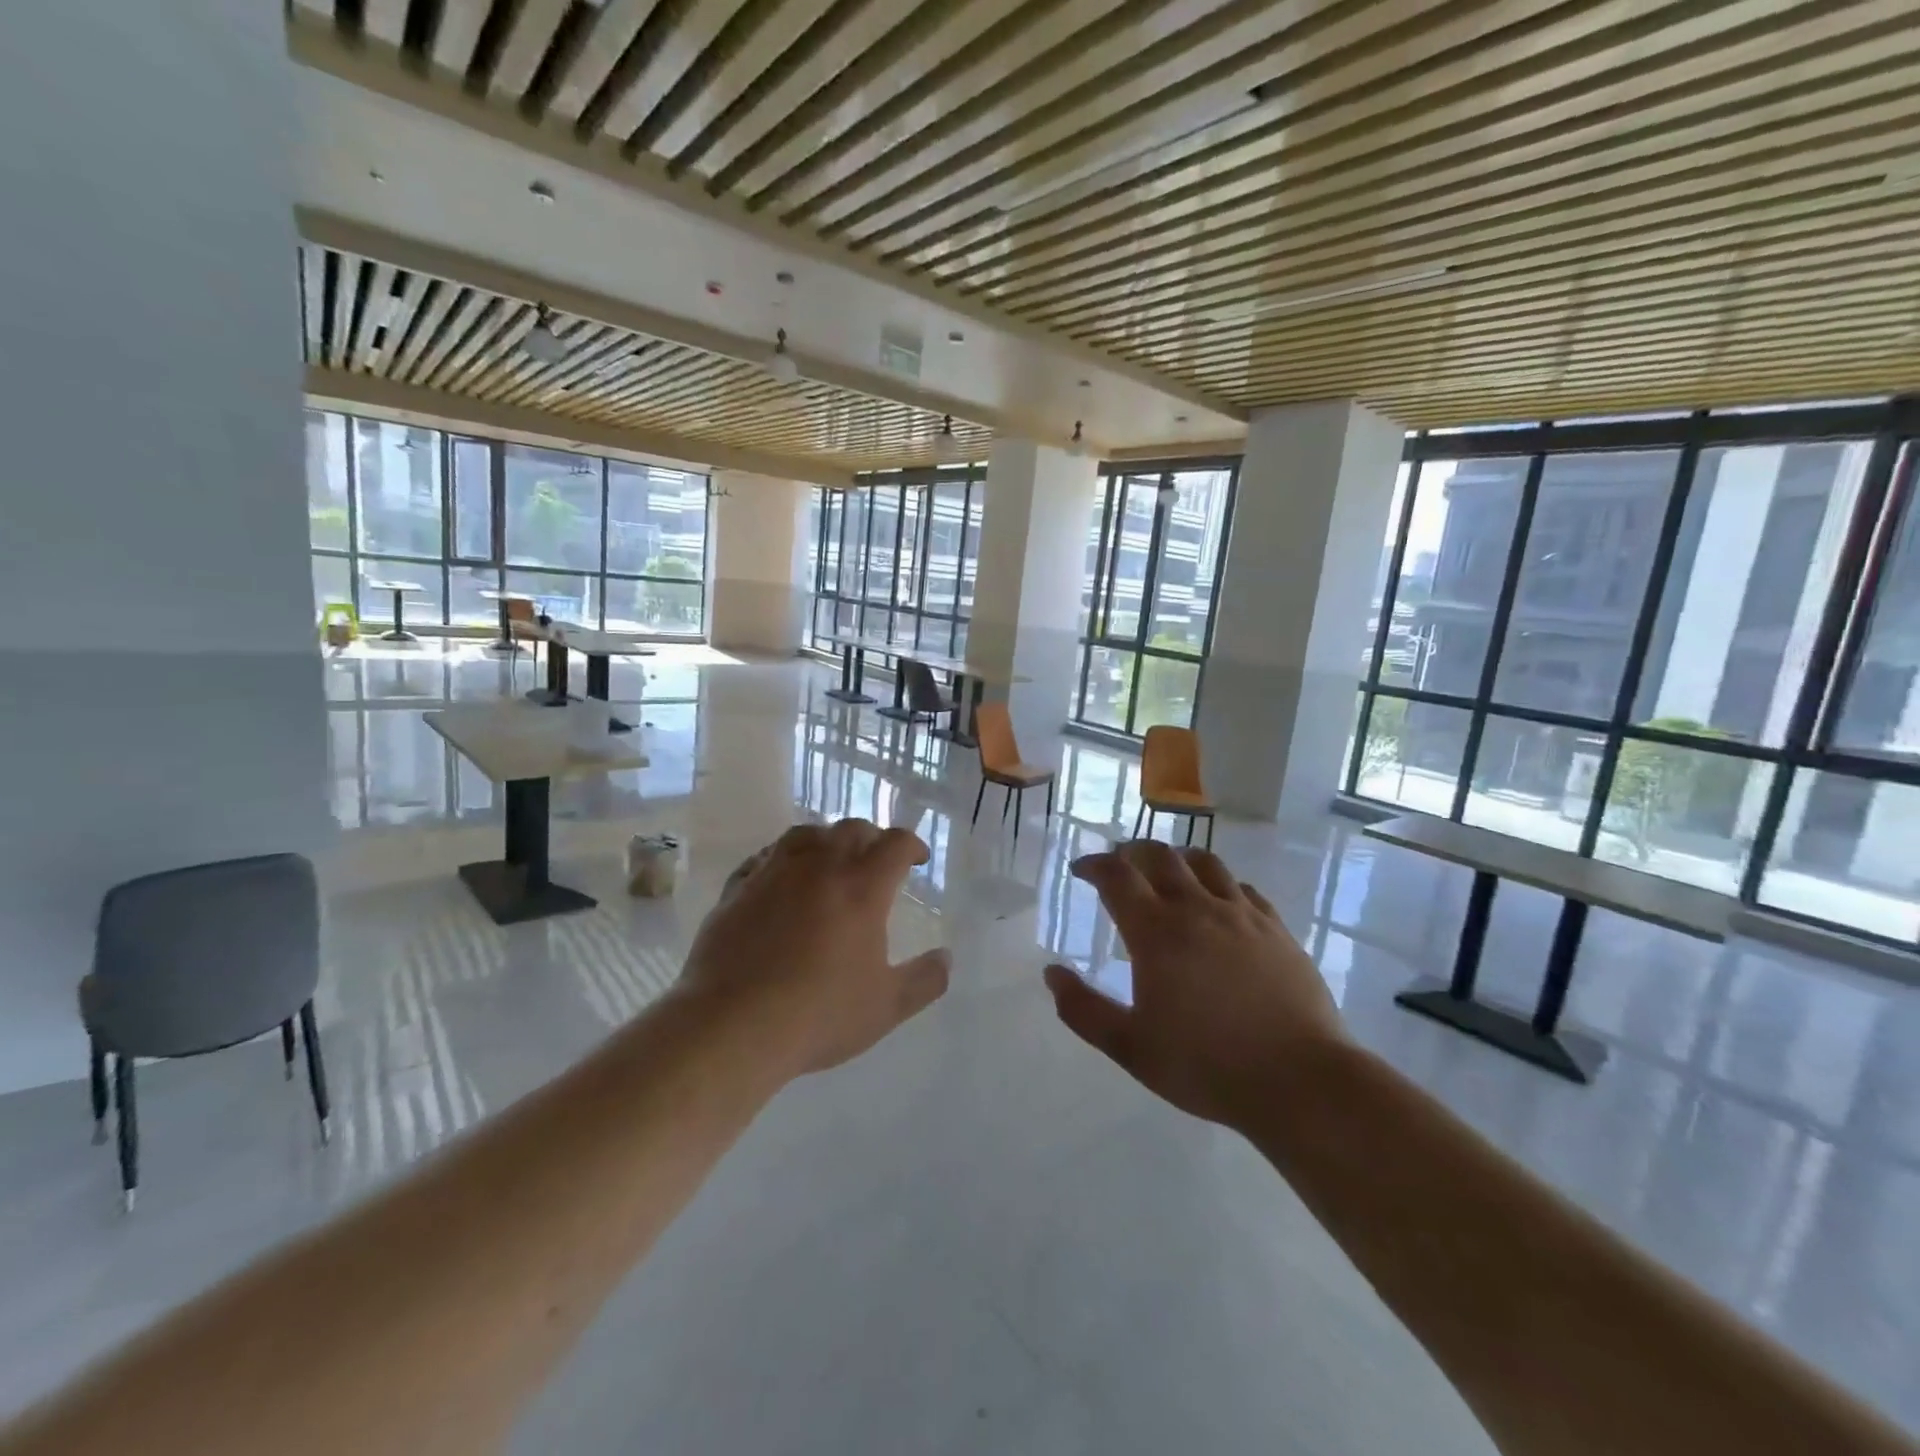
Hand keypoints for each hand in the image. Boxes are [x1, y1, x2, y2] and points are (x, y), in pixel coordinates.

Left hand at [677, 819, 949, 1078]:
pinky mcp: (738, 887)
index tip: (917, 860)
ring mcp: (774, 872)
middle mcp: (820, 866)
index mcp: (862, 887)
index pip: (895, 843)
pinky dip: (784, 858)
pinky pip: (766, 856)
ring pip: (806, 833)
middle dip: (872, 838)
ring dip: (827, 840)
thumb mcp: (887, 1007)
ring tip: (830, 861)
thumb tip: (946, 958)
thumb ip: (926, 980)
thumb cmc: (819, 1014)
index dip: (912, 845)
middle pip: (852, 829)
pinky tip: (783, 879)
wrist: (733, 1025)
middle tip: (877, 861)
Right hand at [1043, 841, 1348, 1127]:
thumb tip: (1051, 973)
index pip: (1117, 876)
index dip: (1094, 865)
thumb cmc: (1206, 1066)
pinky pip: (1243, 888)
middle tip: (1120, 865)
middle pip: (1160, 856)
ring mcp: (1242, 915)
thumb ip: (1083, 1010)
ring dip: (1177, 859)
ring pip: (1205, 862)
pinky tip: (1220, 903)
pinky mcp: (1277, 929)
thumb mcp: (1131, 1048)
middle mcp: (1197, 909)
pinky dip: (1220, 884)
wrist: (1301, 1081)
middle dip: (1132, 852)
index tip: (1082, 870)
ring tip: (1168, 873)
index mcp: (1157, 932)